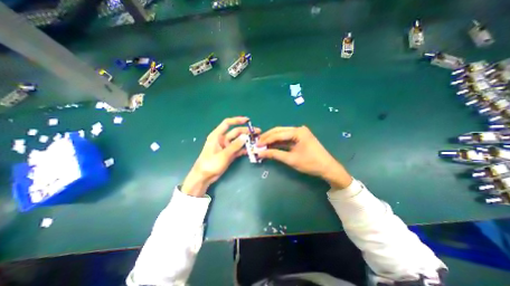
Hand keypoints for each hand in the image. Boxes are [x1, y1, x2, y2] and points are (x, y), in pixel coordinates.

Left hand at [181, 116, 258, 196]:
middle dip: (246, 131)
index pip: (227, 123)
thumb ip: (235, 146)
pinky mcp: (229, 153)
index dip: (237, 120)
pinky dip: (244, 149)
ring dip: (247, 140)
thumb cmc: (210, 164)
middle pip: (236, 132)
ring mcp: (226, 147)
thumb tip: (245, 136)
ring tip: (257, 140)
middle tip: (257, 132)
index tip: (248, 120)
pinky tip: (251, 150)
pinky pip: (238, 149)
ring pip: (238, 141)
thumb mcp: (223, 154)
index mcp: (217, 135)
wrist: (204, 176)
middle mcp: (222, 139)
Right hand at [258, 127, 352, 187]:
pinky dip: (278, 143)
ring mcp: (299, 133)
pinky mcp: (299, 138)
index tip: (256, 145)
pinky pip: (286, 139)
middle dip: (267, 137)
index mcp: (298, 132)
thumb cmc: (310, 163)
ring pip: (281, 134)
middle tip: (257, 144)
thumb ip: (275, 154)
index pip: (278, 134)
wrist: (327, 168)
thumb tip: (260, 153)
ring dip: (272, 140)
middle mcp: (298, 129)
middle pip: (279, 131)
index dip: (266, 140)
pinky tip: (271, 146)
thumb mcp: (291, 159)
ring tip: (262, 145)